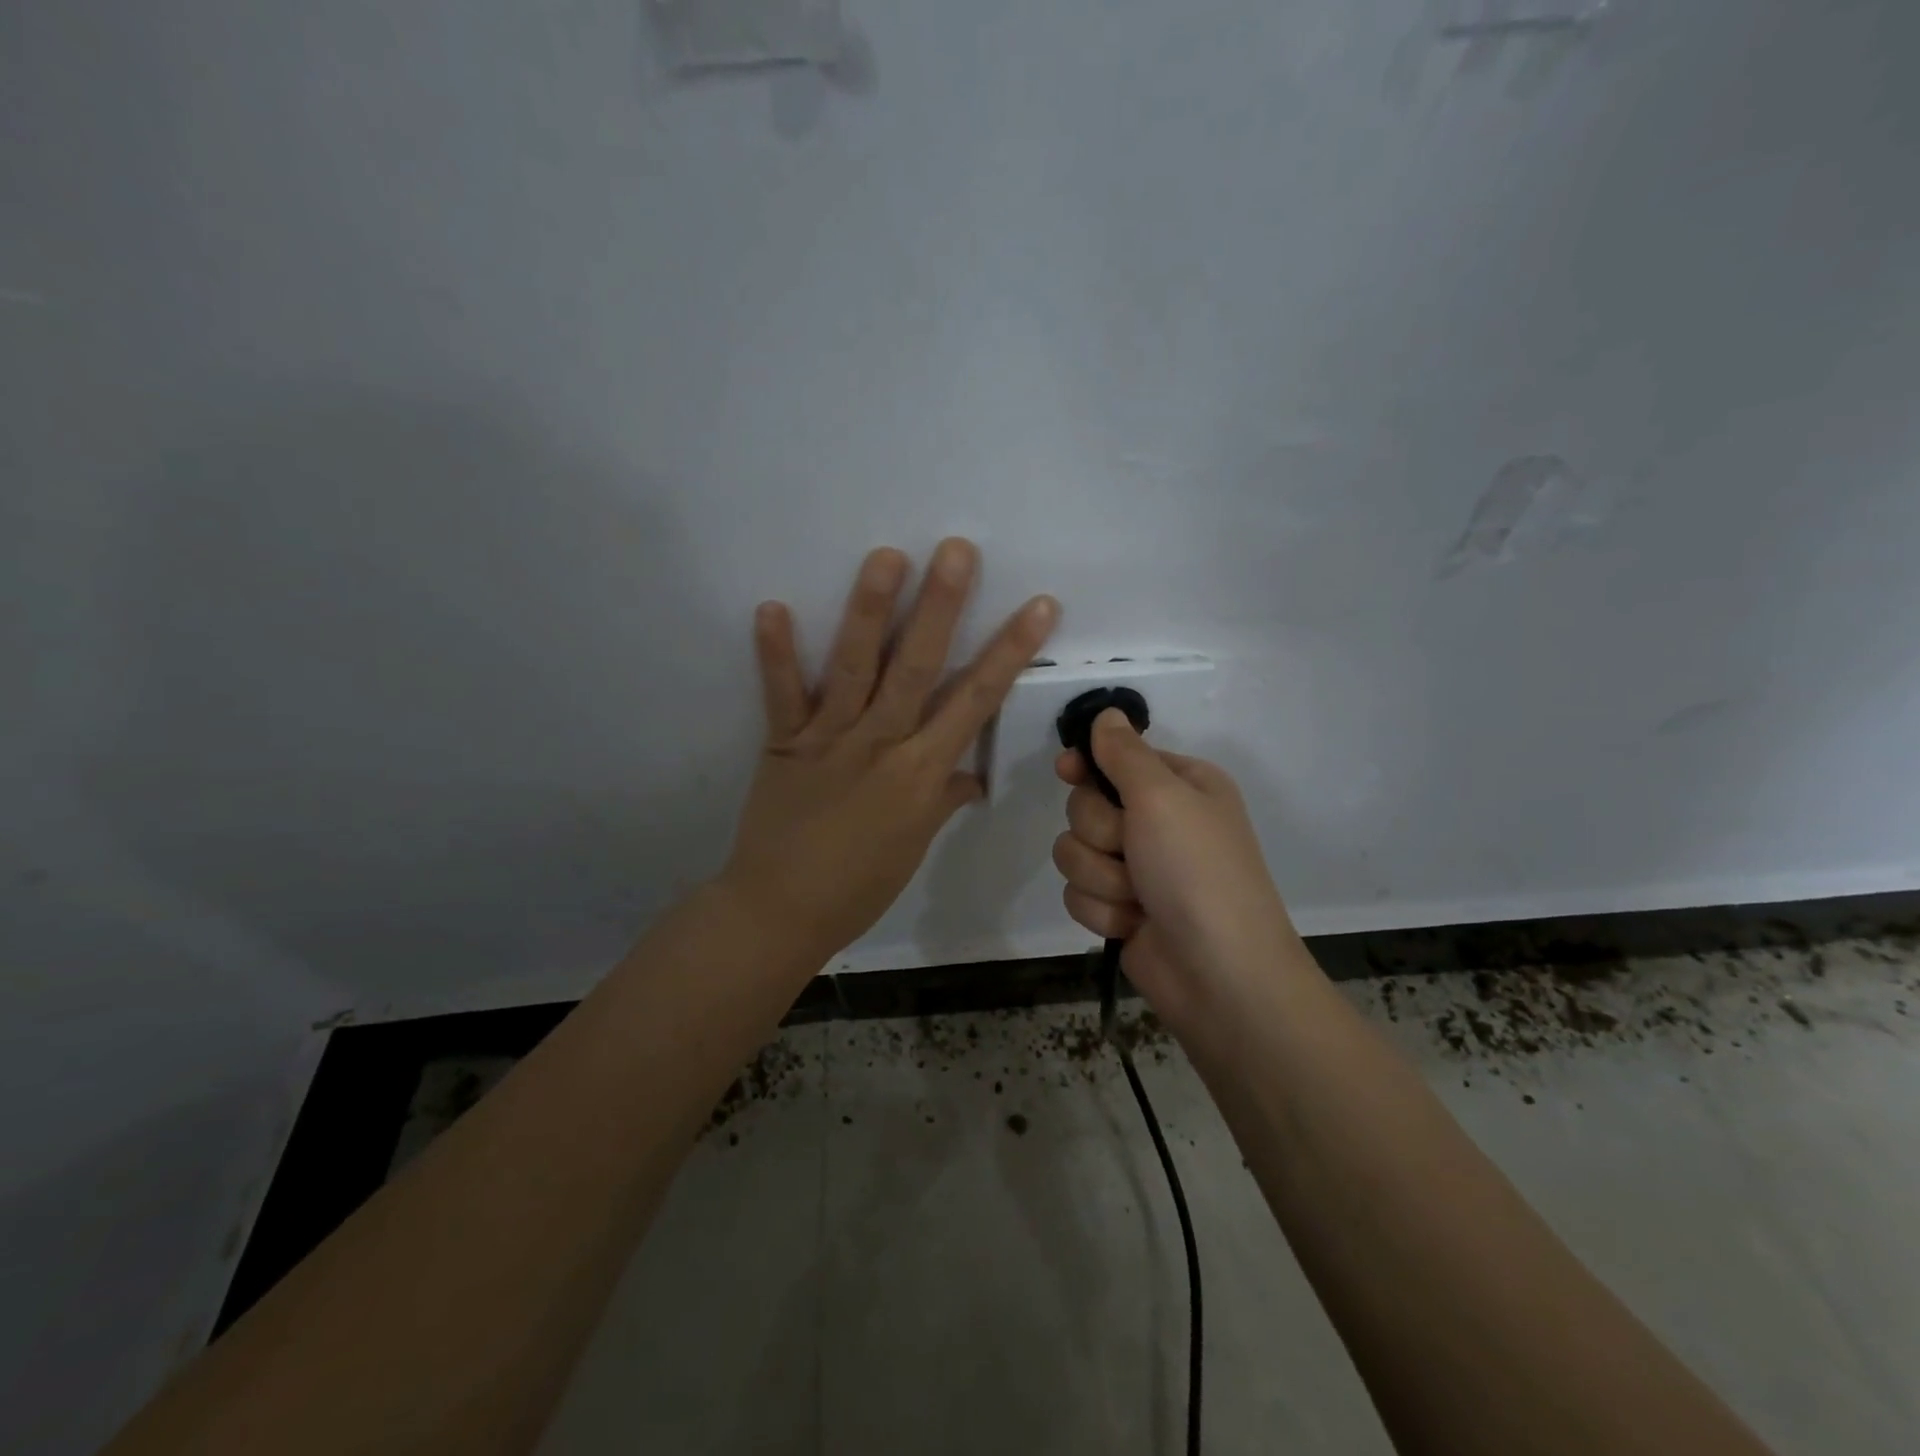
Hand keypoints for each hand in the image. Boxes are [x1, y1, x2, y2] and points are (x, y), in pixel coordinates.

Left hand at [721, 539, 1057, 963]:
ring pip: (855, 668)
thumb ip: (942, 799)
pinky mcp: (784, 742)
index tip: (1039, 606)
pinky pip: (781, 694)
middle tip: (957, 550)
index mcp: (921, 772)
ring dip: (870, 610)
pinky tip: (771, 605)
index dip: (1010, 652)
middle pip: (918, 668)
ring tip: (886, 556)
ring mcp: (829, 739)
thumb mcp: (914, 845)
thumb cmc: (859, 886)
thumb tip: (971, 776)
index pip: (976, 702)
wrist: (781, 911)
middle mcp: (881, 744)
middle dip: (941, 608)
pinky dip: (775, 653)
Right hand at [1052, 709, 1303, 1027]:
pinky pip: (1078, 892)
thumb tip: (1106, 714)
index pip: (1115, 758)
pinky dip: (1101, 909)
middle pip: (1085, 806)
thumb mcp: (1163, 797)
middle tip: (1132, 850)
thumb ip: (1125, 754)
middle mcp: (1158, 822)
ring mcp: (1137, 868)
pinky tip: (1131, 924)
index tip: (1066, 770)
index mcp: (1180, 785)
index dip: (1088, 766)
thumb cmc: (1197, 871)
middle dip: (1101, 833)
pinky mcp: (1119, 907)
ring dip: (1100, 876)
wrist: (1219, 974)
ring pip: (1074, 851)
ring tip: (1136, 897)